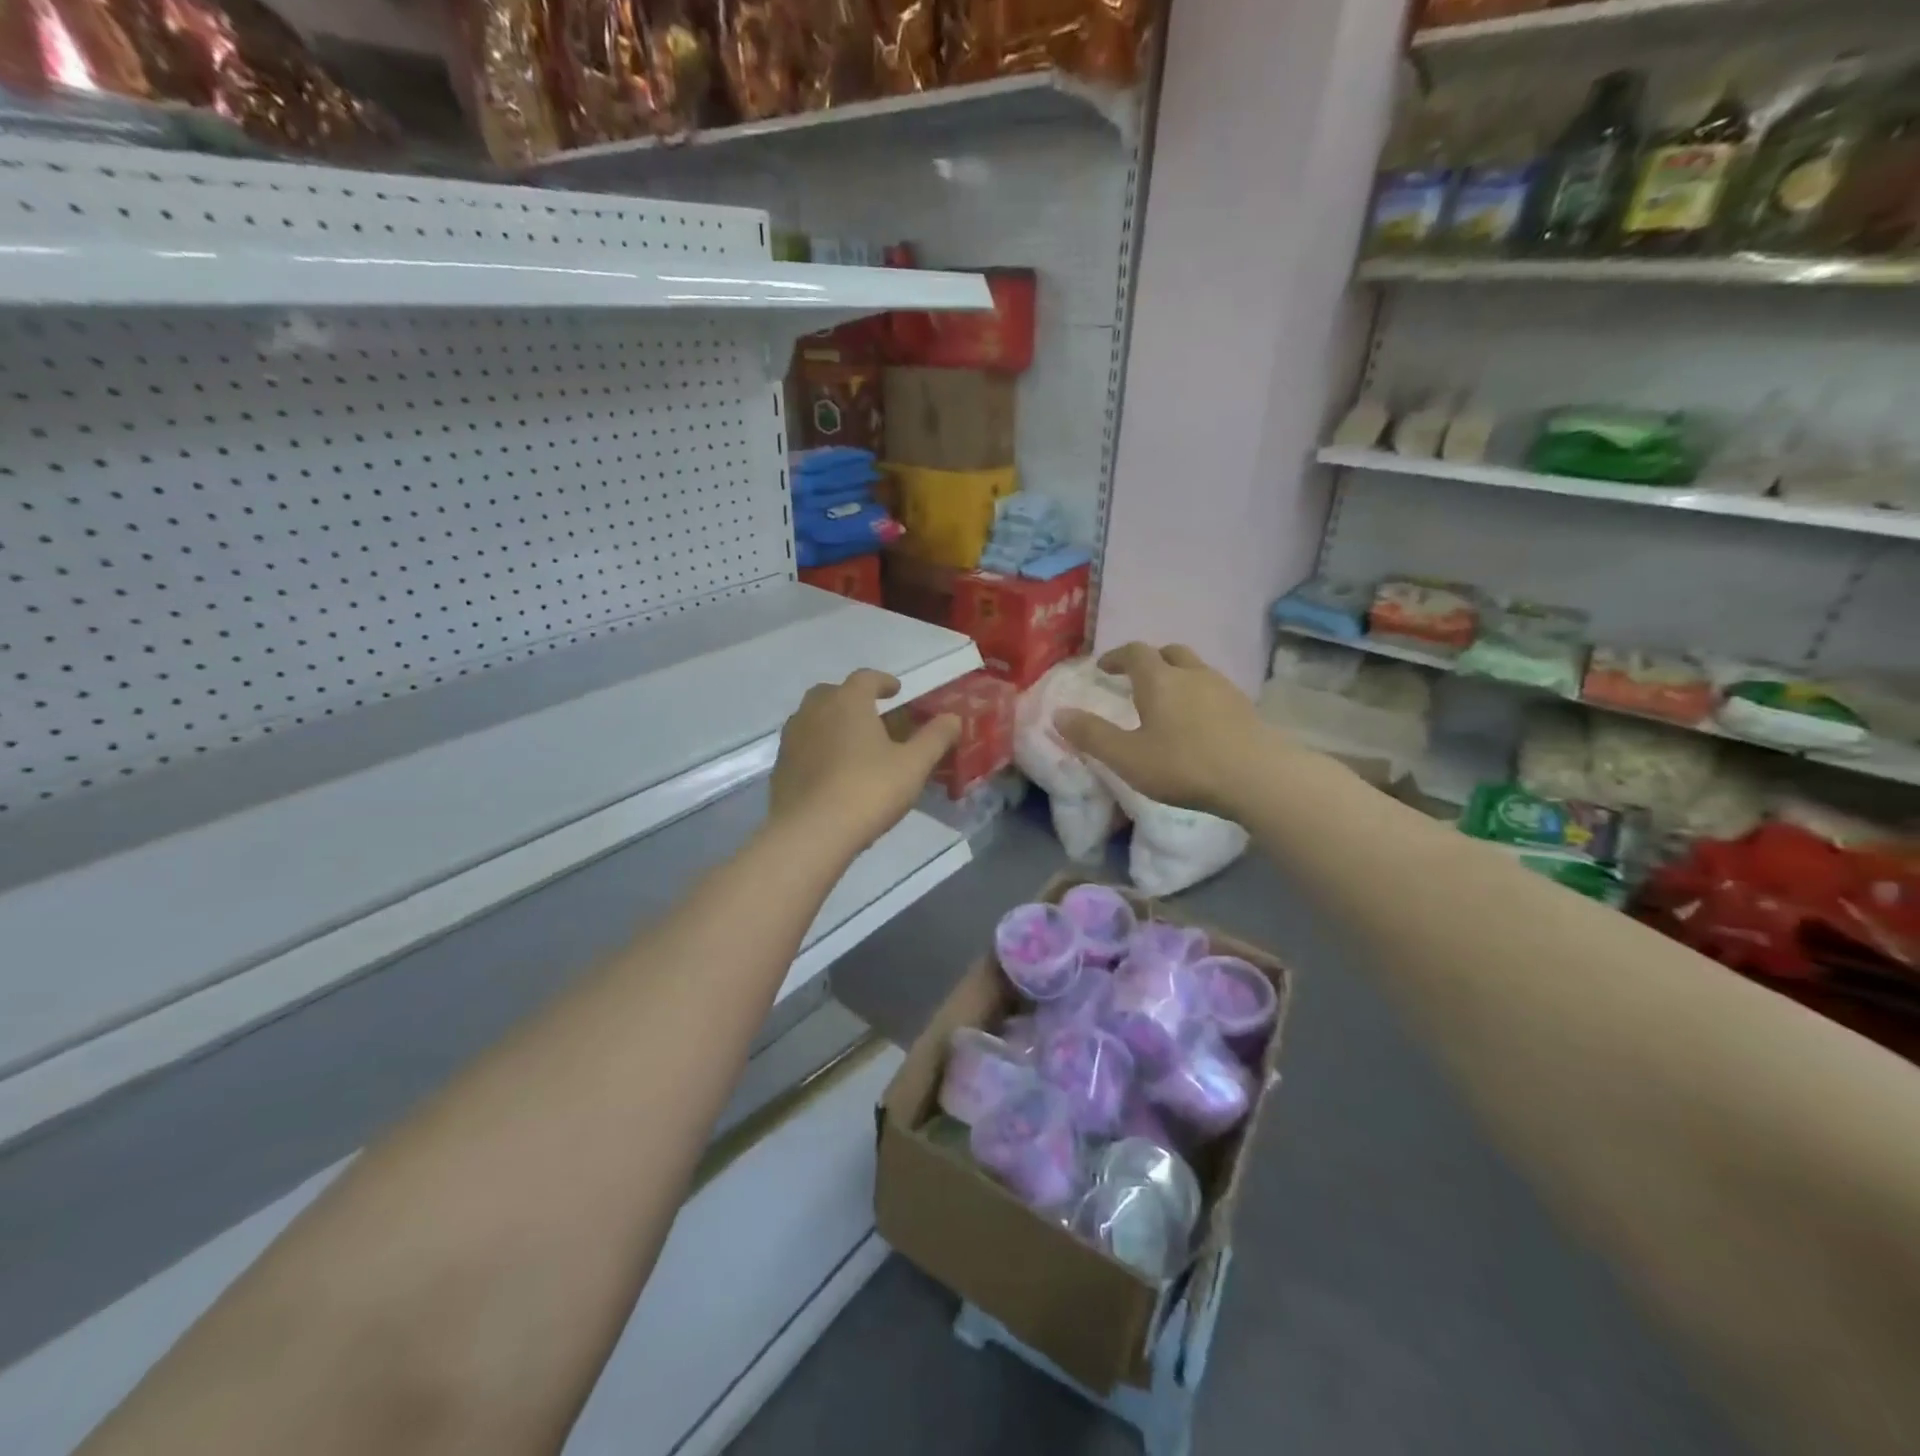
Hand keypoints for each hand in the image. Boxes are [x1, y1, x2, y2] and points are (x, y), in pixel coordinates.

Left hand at [770, 670, 960, 854]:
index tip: (896, 691)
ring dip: (832, 722)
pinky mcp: (780, 767)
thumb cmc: (868, 790)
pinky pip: (803, 746)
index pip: (866, 678)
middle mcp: (814, 710)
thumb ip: (935, 738)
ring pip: (813, 718)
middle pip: (833, 693)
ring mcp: (792, 738)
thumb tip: (953, 718)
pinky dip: (818, 748)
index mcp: (847, 701)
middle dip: (853, 699)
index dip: (883, 681)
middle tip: (873, 716)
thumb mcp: (913, 765)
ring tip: (853, 743)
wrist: (812, 832)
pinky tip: (832, 771)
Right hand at [1056, 644, 1270, 817]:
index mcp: (1159, 680)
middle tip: (1136, 679)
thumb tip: (1058, 713)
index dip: (1116, 656)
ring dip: (1177, 677)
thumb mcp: (1127, 757)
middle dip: (1150, 660)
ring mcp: (1224, 688)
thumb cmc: (1184, 765)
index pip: (1135, 652)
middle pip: (1170, 653)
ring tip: (1167, 702)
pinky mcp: (1245, 708)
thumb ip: (1091, 735)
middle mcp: (1192, 674)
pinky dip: (1199, 696)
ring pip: (1196, 670)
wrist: (1257, 778)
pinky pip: (1215, 690)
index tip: (1104, 668)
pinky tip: (1198, 723)